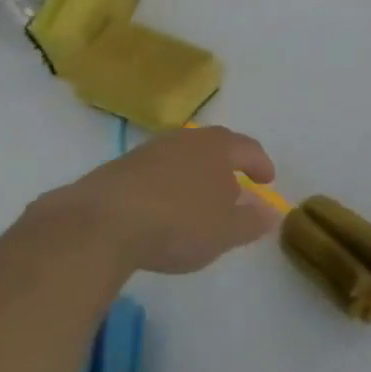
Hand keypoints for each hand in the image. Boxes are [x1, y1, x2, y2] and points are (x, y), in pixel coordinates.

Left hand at [35, 125, 281, 274]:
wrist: (99, 224)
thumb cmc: (177, 223)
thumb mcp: (224, 232)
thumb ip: (251, 221)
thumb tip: (271, 212)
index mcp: (217, 147)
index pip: (248, 148)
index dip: (260, 164)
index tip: (267, 180)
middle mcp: (185, 140)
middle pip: (214, 146)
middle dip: (226, 165)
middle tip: (234, 185)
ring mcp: (149, 151)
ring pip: (181, 157)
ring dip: (193, 174)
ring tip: (196, 199)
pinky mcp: (117, 169)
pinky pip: (154, 172)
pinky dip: (164, 186)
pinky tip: (160, 208)